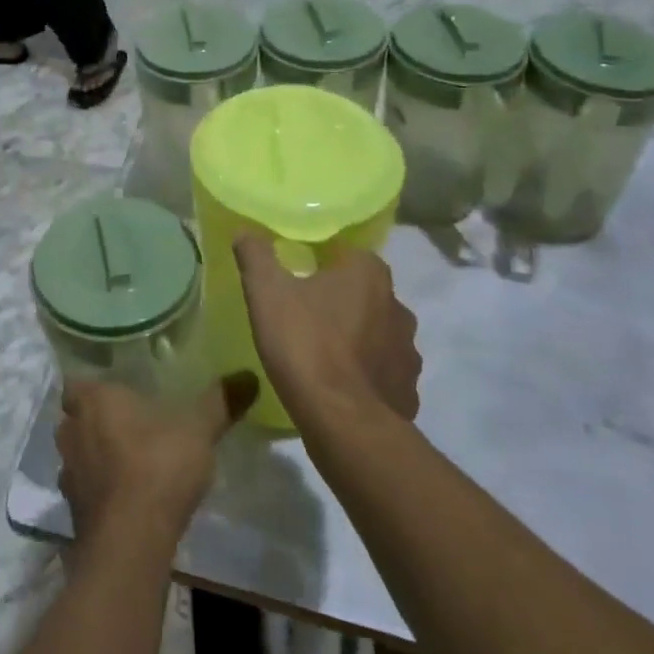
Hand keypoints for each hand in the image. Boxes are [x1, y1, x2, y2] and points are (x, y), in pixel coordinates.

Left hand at [57, 373, 257, 543]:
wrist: (130, 545)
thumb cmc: (157, 468)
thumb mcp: (198, 429)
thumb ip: (220, 402)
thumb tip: (249, 375)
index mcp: (93, 401)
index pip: (76, 382)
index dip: (92, 385)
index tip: (114, 389)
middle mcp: (72, 432)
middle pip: (75, 418)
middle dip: (94, 420)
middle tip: (126, 421)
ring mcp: (69, 476)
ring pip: (77, 455)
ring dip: (95, 457)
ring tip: (127, 460)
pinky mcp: (74, 515)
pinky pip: (85, 492)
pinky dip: (100, 492)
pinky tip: (126, 498)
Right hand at [236, 237, 421, 423]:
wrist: (343, 423)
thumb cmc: (305, 344)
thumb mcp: (266, 292)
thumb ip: (256, 255)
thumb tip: (245, 231)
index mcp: (368, 273)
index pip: (347, 253)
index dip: (322, 262)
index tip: (298, 274)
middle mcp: (397, 305)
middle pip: (364, 293)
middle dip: (340, 300)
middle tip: (306, 313)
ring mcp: (407, 351)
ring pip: (378, 333)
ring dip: (357, 338)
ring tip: (323, 353)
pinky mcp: (408, 390)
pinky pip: (384, 373)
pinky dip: (366, 376)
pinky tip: (340, 387)